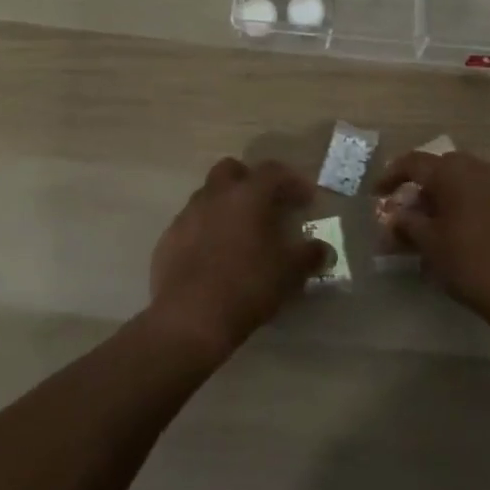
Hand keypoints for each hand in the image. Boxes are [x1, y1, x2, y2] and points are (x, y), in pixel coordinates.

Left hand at [149, 158, 326, 357]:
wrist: (189, 319)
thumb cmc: (247, 286)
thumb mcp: (289, 273)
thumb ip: (309, 256)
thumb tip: (323, 249)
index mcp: (247, 194)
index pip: (273, 171)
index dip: (292, 181)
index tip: (306, 200)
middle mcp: (214, 195)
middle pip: (231, 170)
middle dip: (249, 181)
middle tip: (265, 205)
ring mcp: (187, 215)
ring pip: (208, 196)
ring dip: (225, 206)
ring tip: (239, 235)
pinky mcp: (167, 240)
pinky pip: (191, 224)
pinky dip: (205, 231)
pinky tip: (213, 257)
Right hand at [374, 150, 489, 324]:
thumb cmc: (472, 264)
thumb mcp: (430, 245)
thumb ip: (407, 225)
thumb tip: (394, 217)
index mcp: (452, 172)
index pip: (413, 162)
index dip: (392, 176)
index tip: (378, 193)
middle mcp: (478, 168)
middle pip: (441, 168)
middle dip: (422, 186)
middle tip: (409, 212)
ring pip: (465, 180)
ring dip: (446, 195)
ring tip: (436, 224)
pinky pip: (485, 193)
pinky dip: (468, 204)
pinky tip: (465, 231)